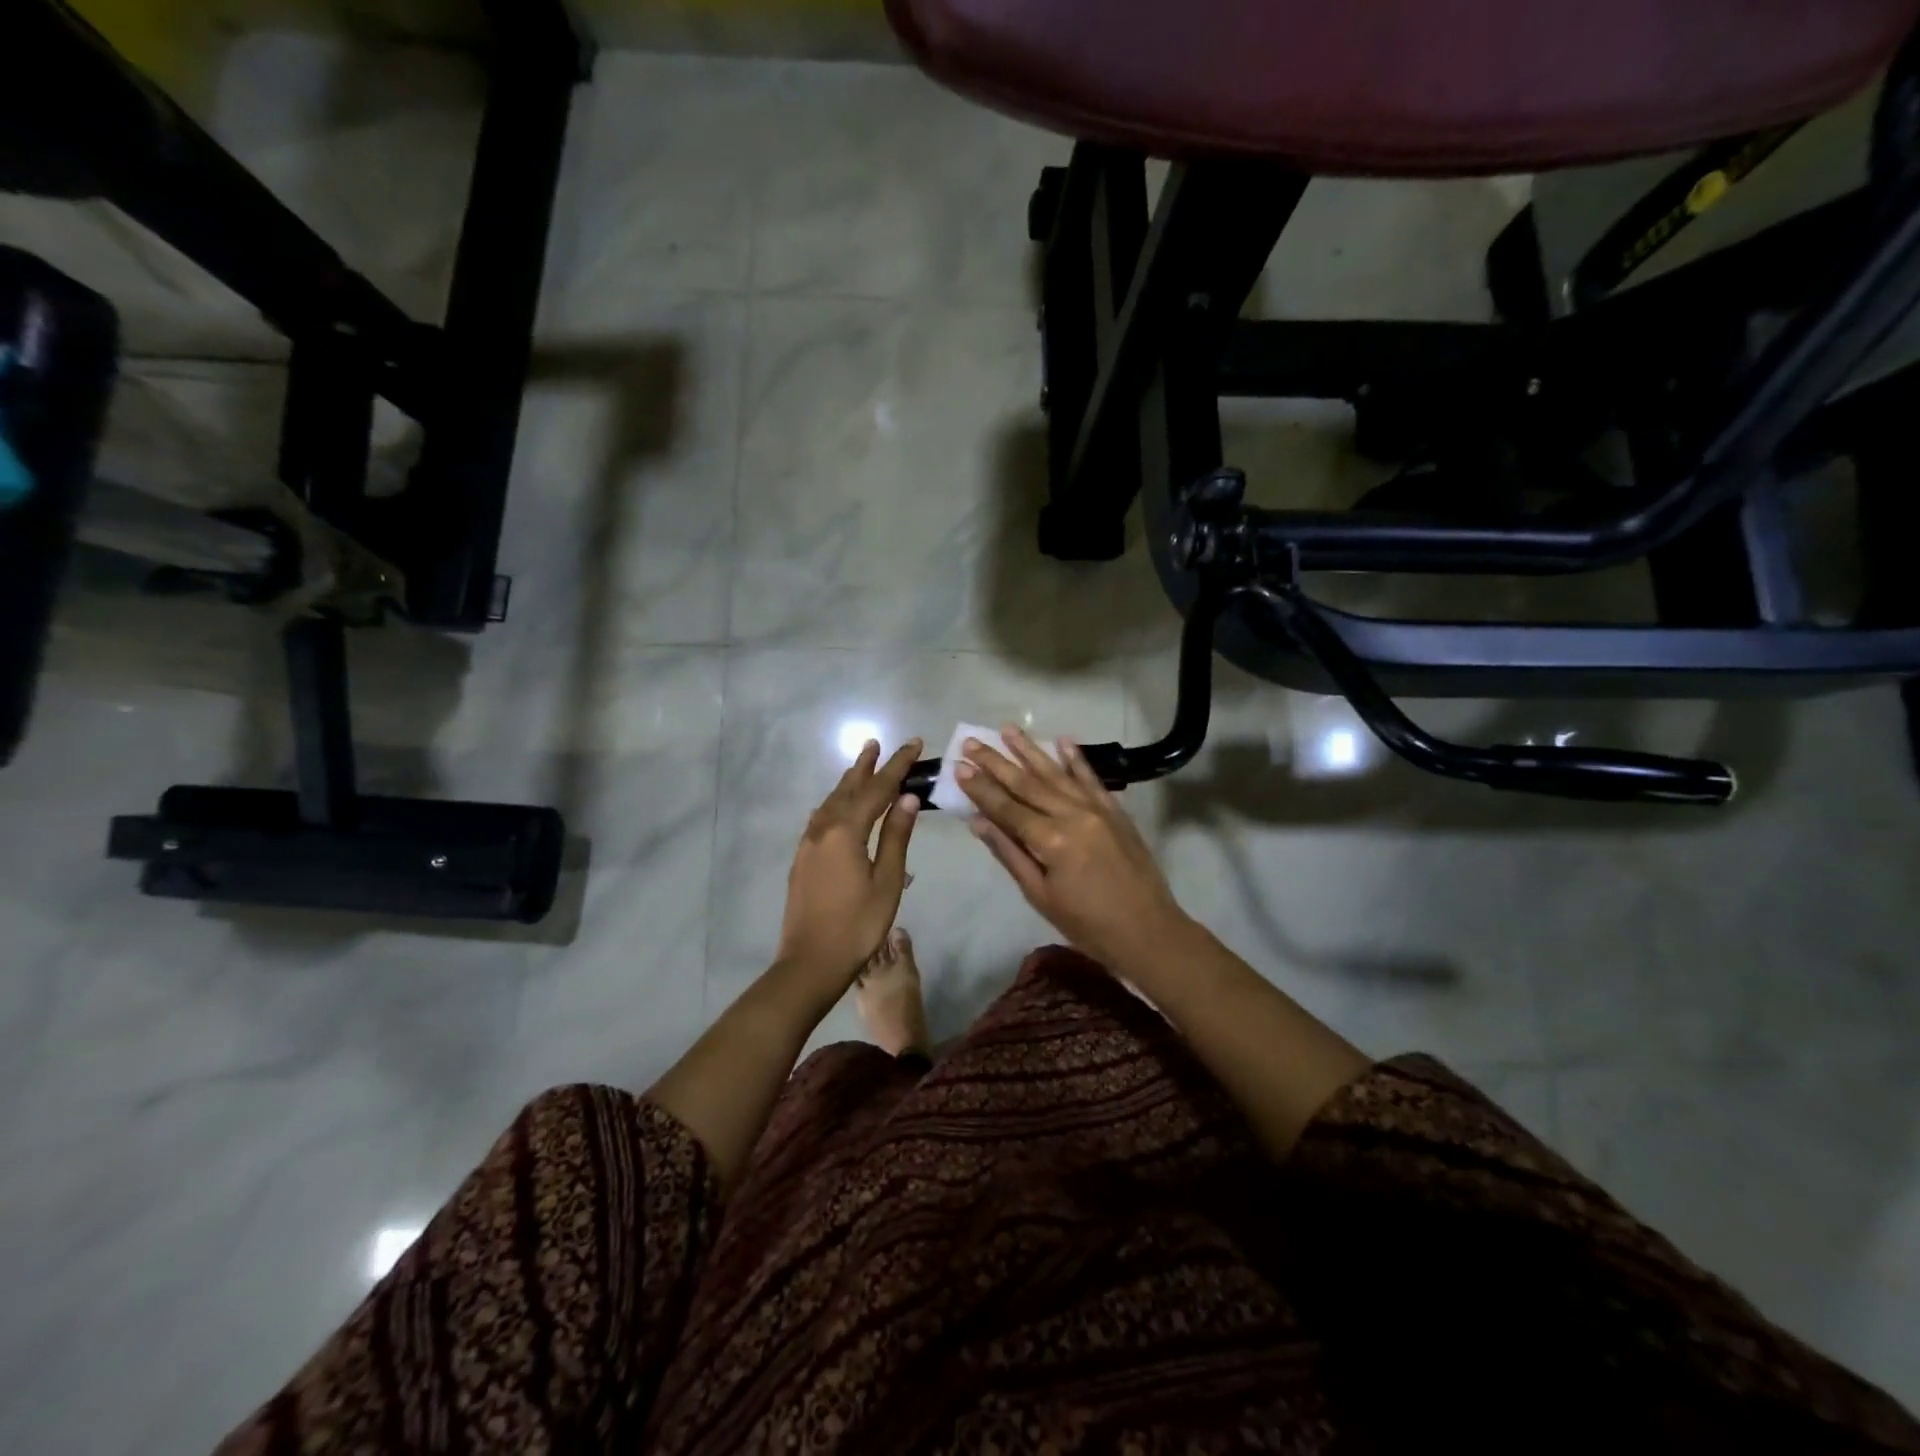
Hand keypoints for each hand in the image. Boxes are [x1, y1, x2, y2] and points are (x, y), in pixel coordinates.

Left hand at [776, 738, 922, 995]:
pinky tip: (838, 807)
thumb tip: (908, 798)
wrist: (811, 962)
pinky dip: (835, 804)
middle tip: (876, 743)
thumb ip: (896, 836)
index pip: (877, 789)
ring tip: (861, 766)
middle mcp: (823, 829)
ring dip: (848, 782)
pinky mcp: (803, 859)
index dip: (897, 766)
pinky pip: (821, 818)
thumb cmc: (858, 925)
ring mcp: (808, 844)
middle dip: (866, 766)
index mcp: (846, 831)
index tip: (913, 744)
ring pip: (831, 802)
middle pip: (848, 789)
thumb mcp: (886, 881)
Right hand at [957, 724, 1192, 970]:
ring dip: (1030, 750)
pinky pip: (1092, 778)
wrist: (1149, 931)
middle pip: (1027, 783)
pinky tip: (1063, 740)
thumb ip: (1010, 854)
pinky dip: (1076, 759)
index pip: (1006, 807)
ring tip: (1008, 728)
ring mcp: (1097, 809)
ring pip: (1057, 773)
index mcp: (1051, 840)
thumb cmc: (1087, 925)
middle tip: (972, 741)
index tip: (958, 765)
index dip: (980, 787)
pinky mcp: (1116, 811)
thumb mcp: (1040, 896)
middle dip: (997, 761)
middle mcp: (1072, 814)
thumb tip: (979, 822)